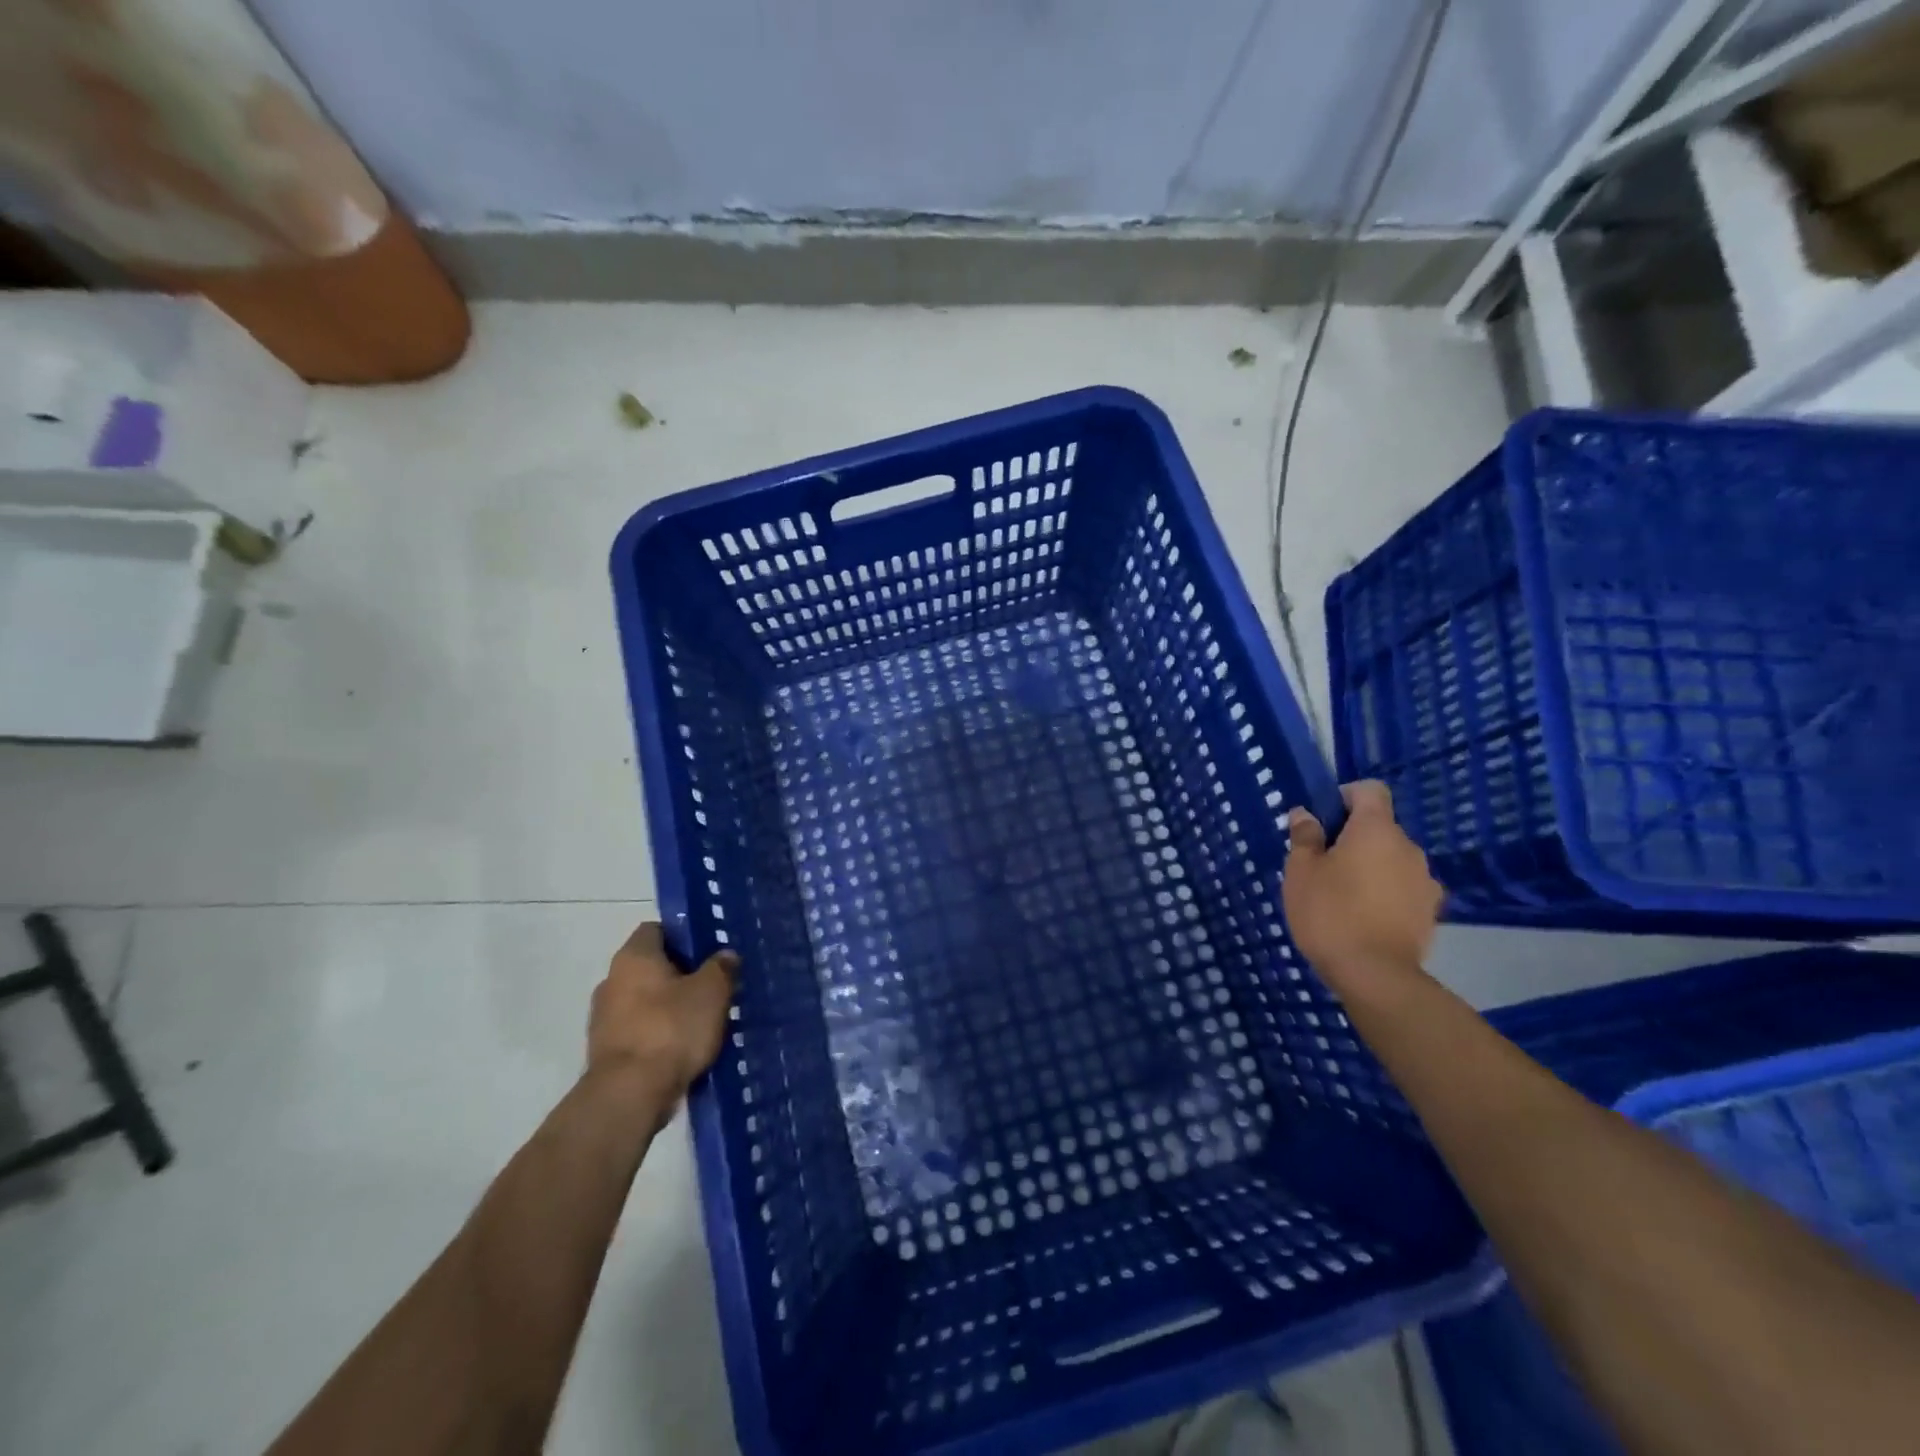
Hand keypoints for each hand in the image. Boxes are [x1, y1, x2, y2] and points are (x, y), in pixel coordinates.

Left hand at [588, 923, 736, 1101]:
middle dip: (681, 974)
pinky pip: (639, 1030)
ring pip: (645, 1000)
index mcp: (634, 956)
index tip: (709, 952)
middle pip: (651, 966)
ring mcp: (603, 1018)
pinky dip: (659, 1035)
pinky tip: (683, 1048)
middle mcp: (611, 980)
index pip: (657, 929)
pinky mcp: (605, 1051)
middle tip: (713, 987)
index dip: (683, 936)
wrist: (629, 1096)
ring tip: (702, 1021)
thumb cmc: (672, 1029)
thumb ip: (721, 967)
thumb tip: (725, 955)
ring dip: (669, 1007)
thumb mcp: (712, 992)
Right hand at [1283, 781, 1443, 993]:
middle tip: (1322, 864)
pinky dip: (1384, 893)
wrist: (1374, 975)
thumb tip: (1306, 815)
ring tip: (1342, 896)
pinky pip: (1402, 888)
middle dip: (1352, 838)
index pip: (1370, 790)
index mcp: (1376, 830)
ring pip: (1391, 859)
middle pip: (1380, 828)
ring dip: (1370, 867)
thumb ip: (1304, 837)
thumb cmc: (1329, 912)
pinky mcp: (1430, 912)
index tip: (1322, 819)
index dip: (1345, 797)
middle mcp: (1408, 848)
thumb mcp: (1300, 871)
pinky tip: (1362, 918)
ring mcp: (1424, 881)